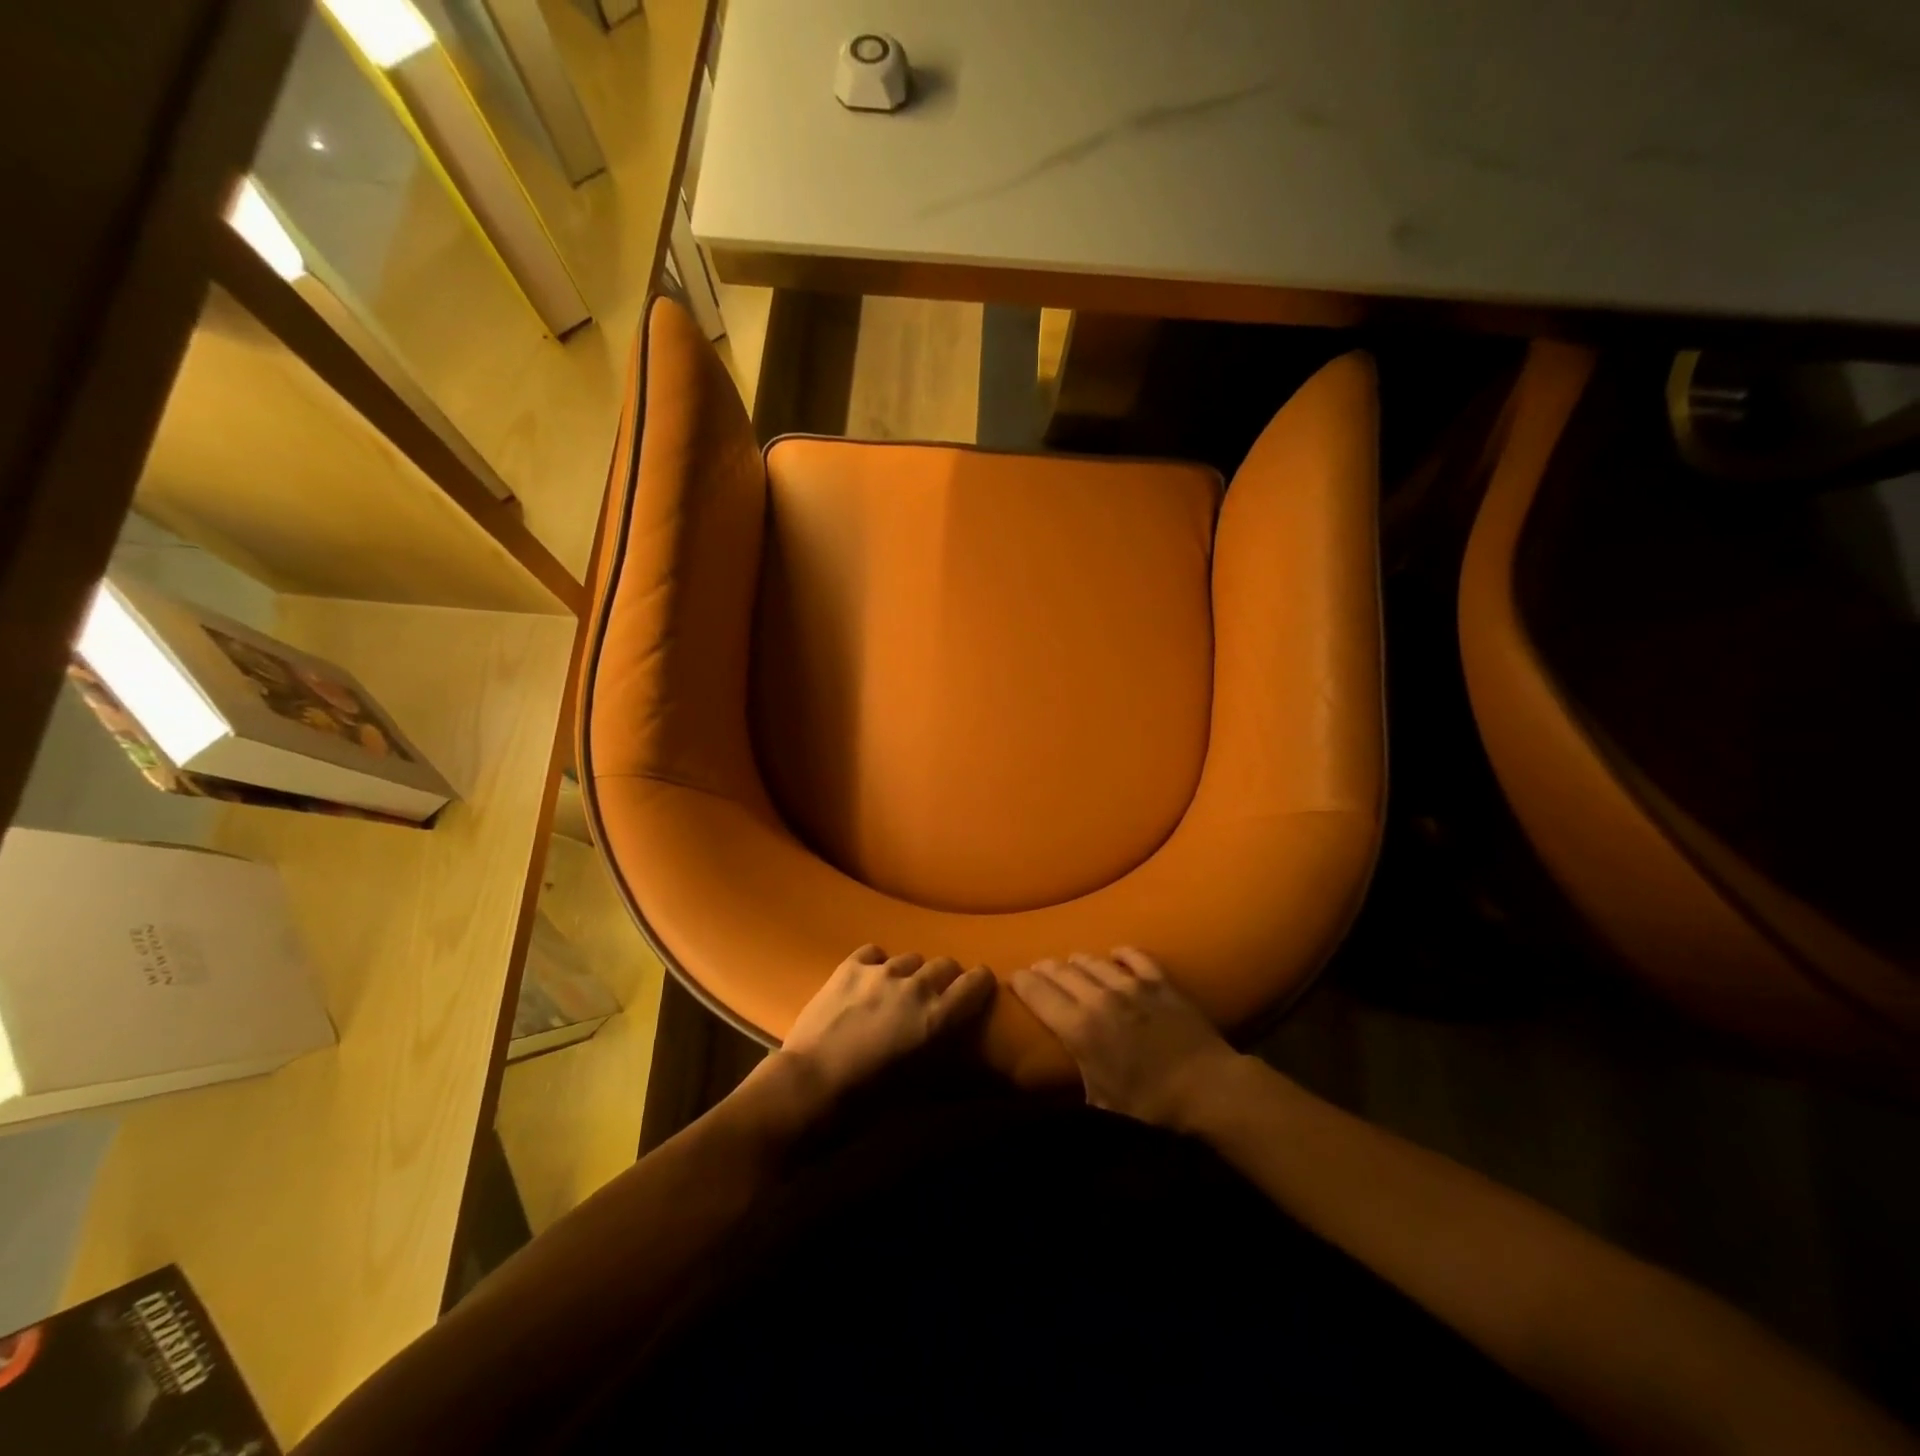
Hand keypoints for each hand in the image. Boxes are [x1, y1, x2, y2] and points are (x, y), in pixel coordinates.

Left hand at [775, 945, 995, 1106]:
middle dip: (945, 978)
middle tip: (933, 997)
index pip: (977, 982)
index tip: (977, 990)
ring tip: (896, 991)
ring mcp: (881, 972)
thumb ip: (938, 1050)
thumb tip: (949, 1041)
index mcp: (938, 1017)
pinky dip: (877, 964)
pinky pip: (875, 953)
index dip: (980, 984)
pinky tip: (868, 981)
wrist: (808, 1087)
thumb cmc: (866, 1101)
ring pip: (910, 958)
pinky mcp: (850, 966)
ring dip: (910, 973)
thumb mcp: (918, 1084)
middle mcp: (916, 986)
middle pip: (945, 964)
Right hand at [1009, 948, 1241, 1128]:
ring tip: (1070, 962)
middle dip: (1045, 968)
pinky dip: (1122, 954)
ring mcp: (1132, 986)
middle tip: (1037, 969)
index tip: (1013, 978)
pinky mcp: (1160, 983)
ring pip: (1094, 961)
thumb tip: (1060, 1086)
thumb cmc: (1150, 1108)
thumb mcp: (1101, 1106)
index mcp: (1078, 1028)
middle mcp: (1099, 998)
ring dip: (1077, 960)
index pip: (1038, 994)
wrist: (1207, 1089)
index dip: (1021, 982)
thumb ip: (1077, 1084)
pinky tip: (1116, 954)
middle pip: (1062, 971)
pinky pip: (1135, 957)